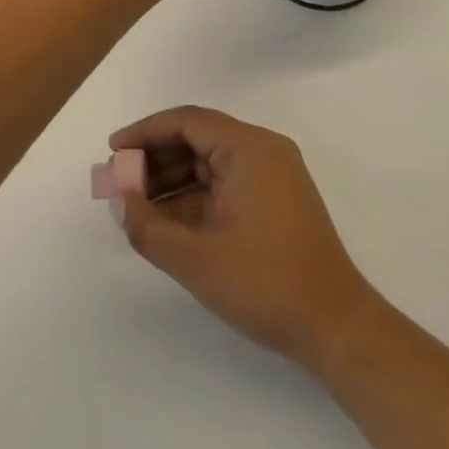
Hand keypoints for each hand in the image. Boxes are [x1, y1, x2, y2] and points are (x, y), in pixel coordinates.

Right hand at [109, 106, 379, 374]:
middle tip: (120, 182)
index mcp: (249, 148)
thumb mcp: (195, 258)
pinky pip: (226, 183)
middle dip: (156, 158)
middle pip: (198, 138)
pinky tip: (168, 221)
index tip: (113, 150)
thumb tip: (119, 198)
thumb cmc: (264, 283)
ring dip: (173, 179)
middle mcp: (263, 150)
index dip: (145, 132)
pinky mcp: (277, 199)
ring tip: (137, 205)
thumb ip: (147, 225)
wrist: (335, 326)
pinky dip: (195, 196)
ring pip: (210, 162)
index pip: (187, 121)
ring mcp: (274, 174)